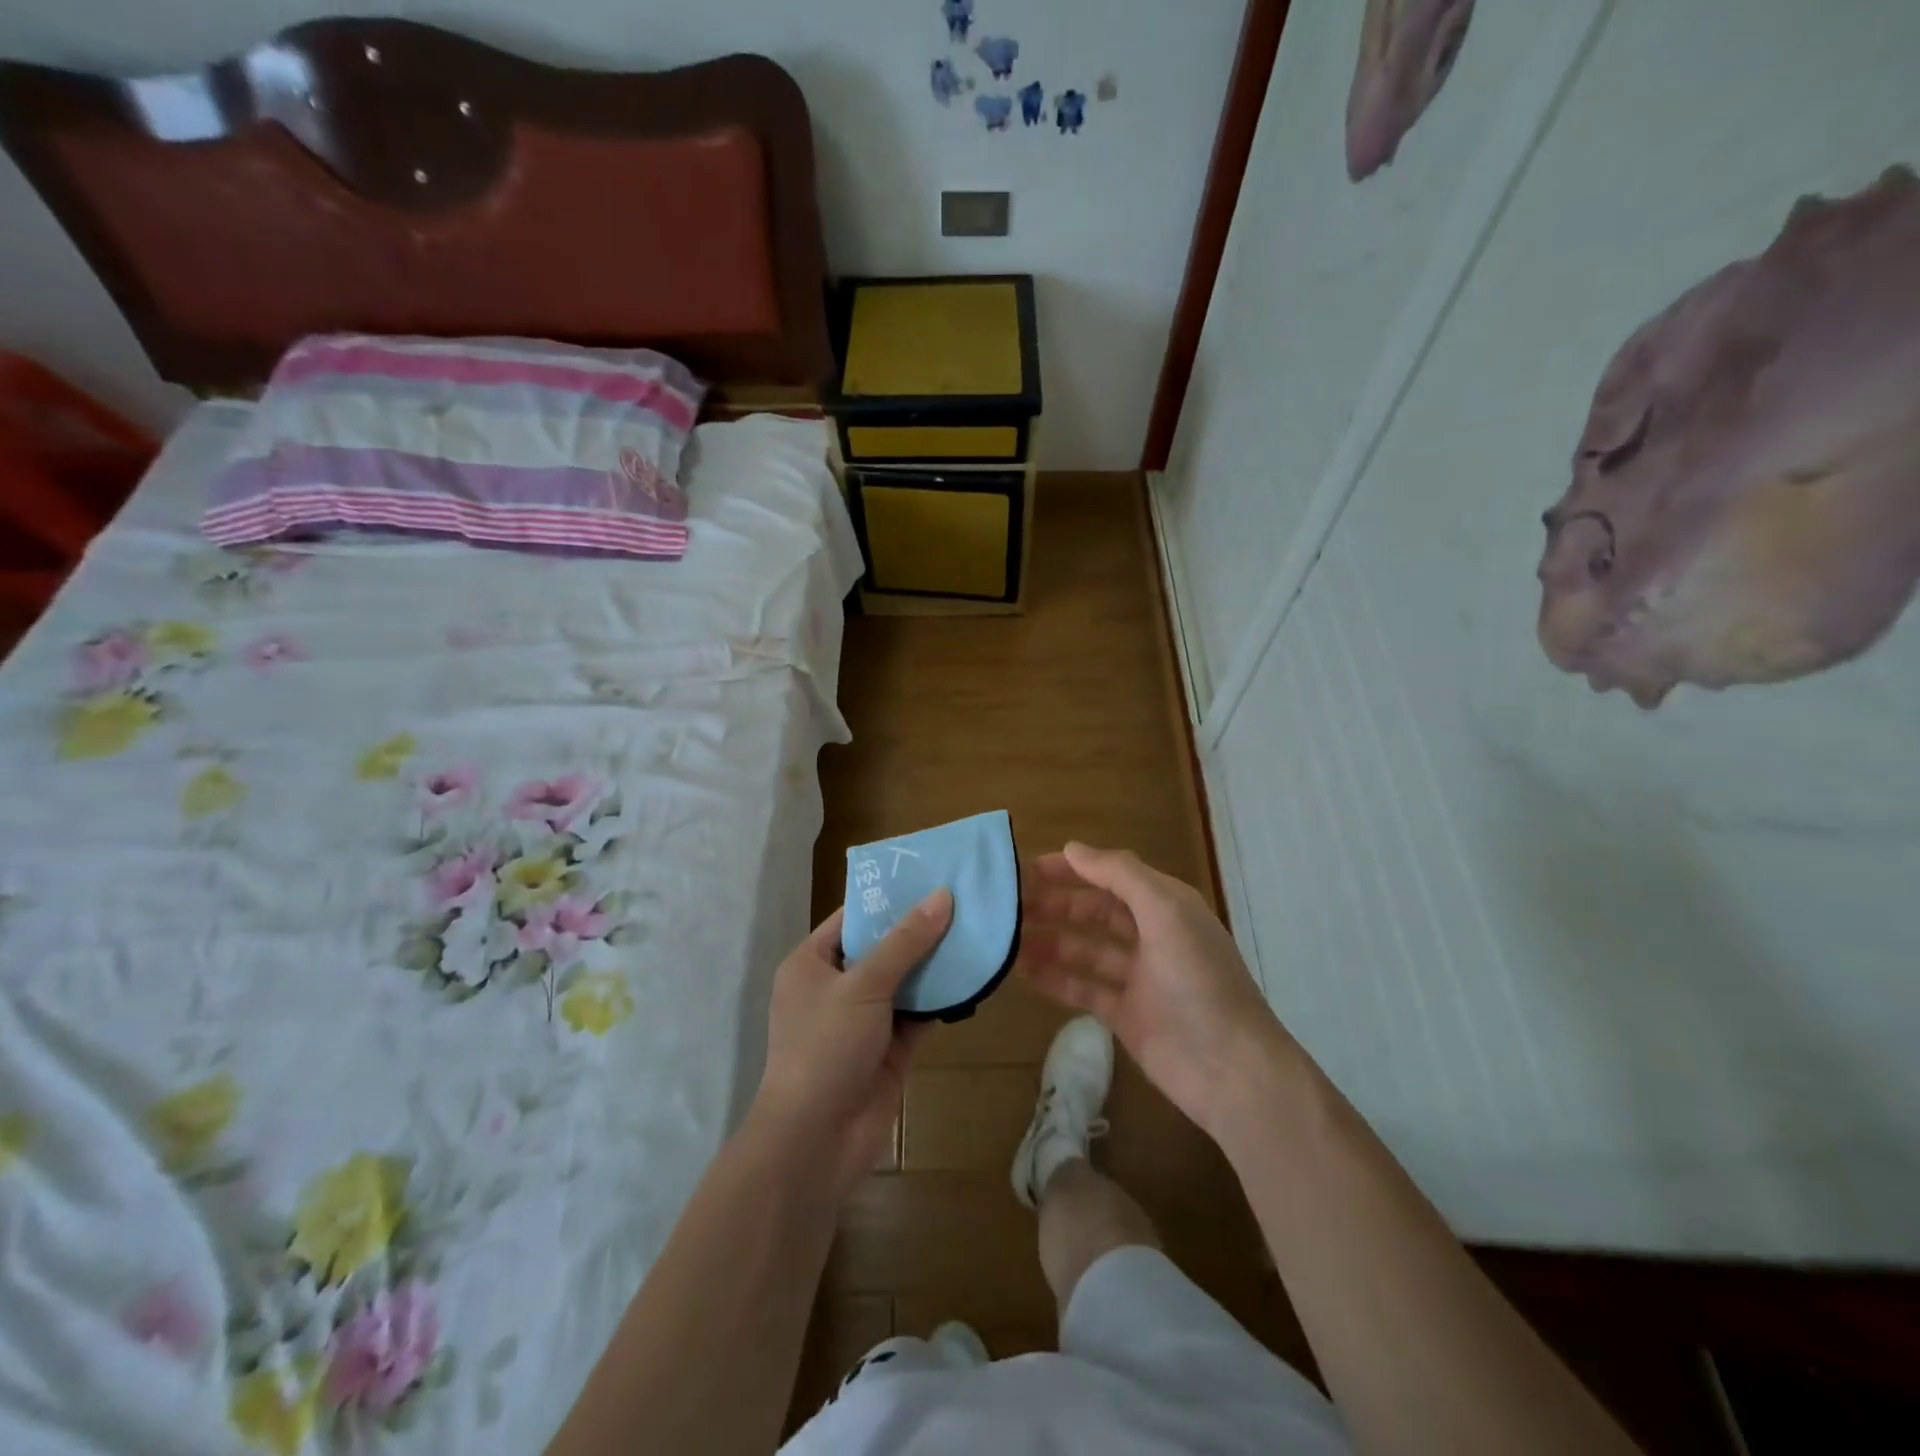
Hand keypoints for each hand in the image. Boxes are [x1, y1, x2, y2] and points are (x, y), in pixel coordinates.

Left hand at [751, 890, 952, 1194]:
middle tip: (964, 898)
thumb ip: (905, 942)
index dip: (889, 897)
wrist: (816, 1141)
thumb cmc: (825, 1047)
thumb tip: (942, 896)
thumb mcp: (863, 985)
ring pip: (905, 980)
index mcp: (812, 963)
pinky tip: (975, 975)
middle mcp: (836, 986)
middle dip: (920, 928)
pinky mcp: (889, 1048)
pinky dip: (943, 998)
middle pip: (882, 947)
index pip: (852, 917)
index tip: (930, 876)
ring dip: (936, 962)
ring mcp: (863, 1019)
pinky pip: (919, 1013)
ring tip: (977, 928)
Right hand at [1018, 844, 1296, 1138]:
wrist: (1232, 1070)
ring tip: (1007, 940)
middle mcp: (1151, 934)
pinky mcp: (1126, 1014)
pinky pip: (1084, 988)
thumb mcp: (1165, 912)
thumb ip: (1120, 874)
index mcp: (1165, 905)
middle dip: (1054, 905)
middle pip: (1094, 910)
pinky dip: (1056, 979)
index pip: (1110, 875)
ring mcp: (1138, 977)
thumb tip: (1072, 848)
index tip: (1025, 869)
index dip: (1071, 869)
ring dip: (1049, 941)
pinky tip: (1024, 973)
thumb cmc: (1199, 980)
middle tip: (1007, 907)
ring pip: (1085, 949)